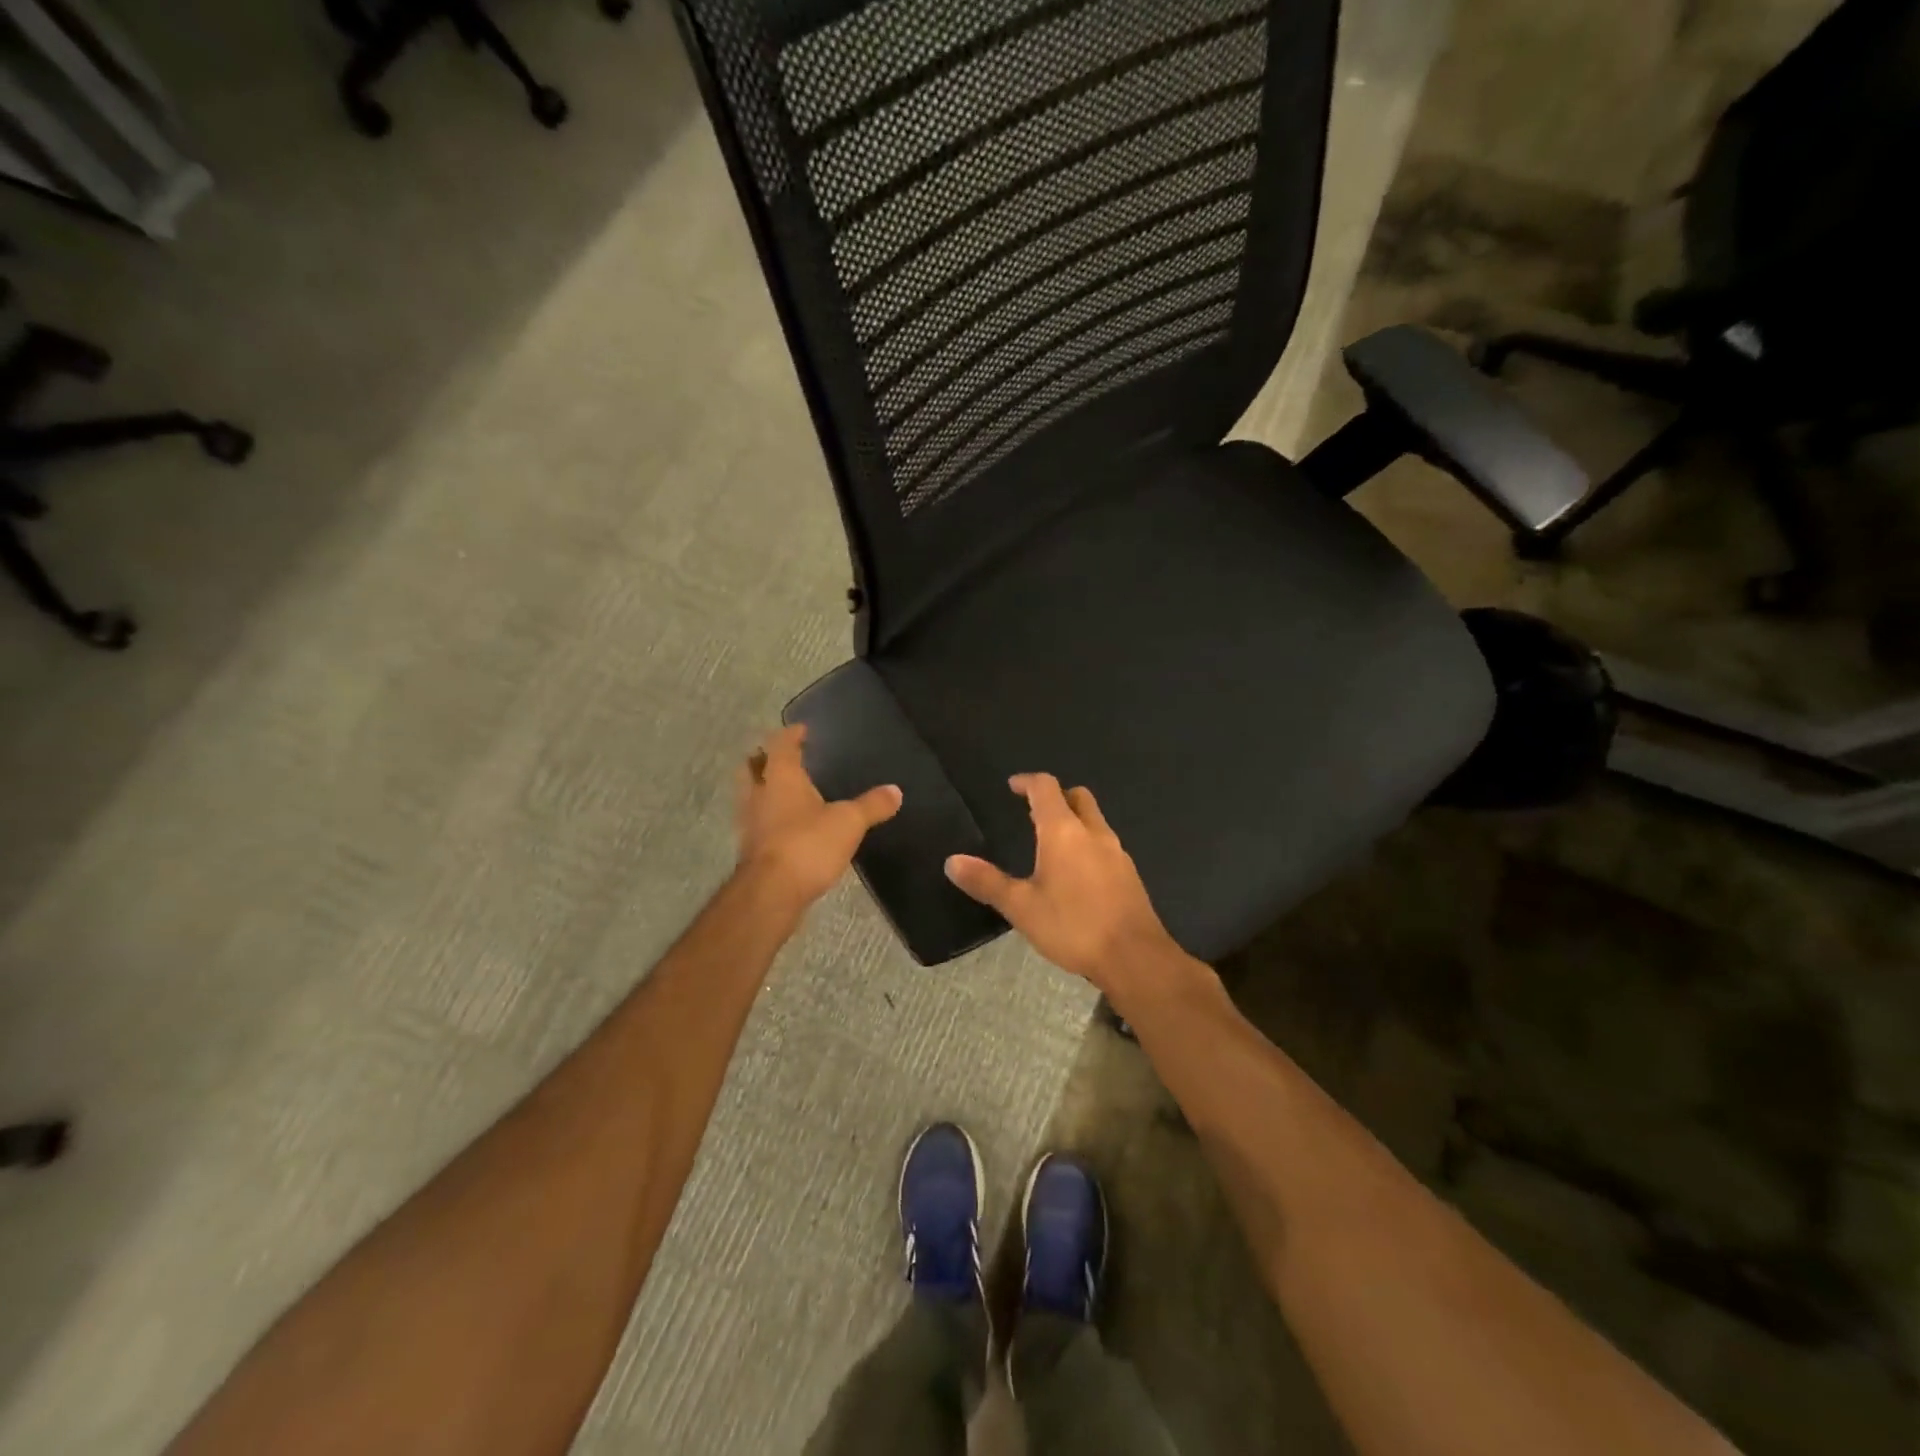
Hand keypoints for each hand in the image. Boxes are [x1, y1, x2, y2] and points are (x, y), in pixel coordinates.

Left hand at [735, 724, 901, 909]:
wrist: (771, 893)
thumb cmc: (808, 844)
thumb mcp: (849, 822)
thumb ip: (872, 805)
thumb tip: (896, 791)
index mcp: (781, 777)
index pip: (781, 744)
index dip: (791, 735)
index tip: (802, 730)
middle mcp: (759, 794)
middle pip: (753, 767)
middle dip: (765, 759)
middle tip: (784, 757)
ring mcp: (750, 822)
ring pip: (751, 794)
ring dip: (763, 788)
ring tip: (785, 791)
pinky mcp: (750, 848)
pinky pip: (757, 821)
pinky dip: (768, 816)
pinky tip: (786, 826)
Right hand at [944, 774, 1180, 991]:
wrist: (1134, 957)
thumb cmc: (1073, 926)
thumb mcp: (1021, 907)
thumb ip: (987, 882)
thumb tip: (952, 861)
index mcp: (1064, 832)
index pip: (1046, 788)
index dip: (1027, 782)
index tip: (1012, 786)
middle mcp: (1093, 833)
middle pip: (1077, 797)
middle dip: (1056, 796)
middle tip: (1033, 811)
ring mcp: (1117, 852)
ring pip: (1094, 820)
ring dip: (1073, 820)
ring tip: (1050, 843)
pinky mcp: (1129, 874)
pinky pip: (1105, 844)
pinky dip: (1087, 844)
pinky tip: (1076, 873)